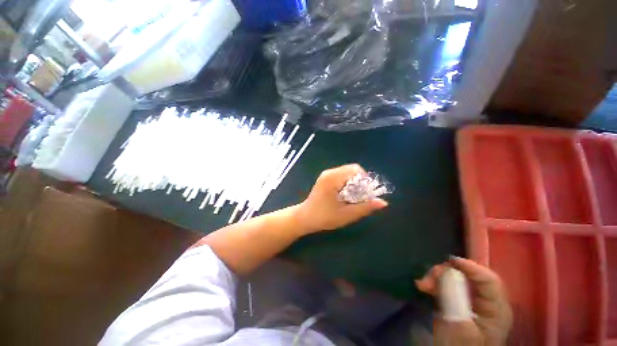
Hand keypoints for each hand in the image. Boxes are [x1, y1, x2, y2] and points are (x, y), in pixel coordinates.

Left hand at [294, 164, 387, 233]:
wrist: (305, 218)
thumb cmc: (324, 217)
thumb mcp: (346, 215)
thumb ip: (365, 208)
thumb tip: (384, 203)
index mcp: (333, 178)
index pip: (355, 170)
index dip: (365, 180)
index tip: (365, 194)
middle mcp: (329, 172)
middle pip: (352, 169)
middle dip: (360, 182)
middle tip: (359, 197)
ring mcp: (327, 174)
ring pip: (348, 172)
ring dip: (354, 183)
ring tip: (352, 197)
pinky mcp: (326, 178)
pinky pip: (342, 176)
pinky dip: (348, 183)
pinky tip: (345, 195)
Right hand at [416, 257, 511, 345]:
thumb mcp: (461, 330)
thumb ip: (456, 304)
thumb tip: (444, 277)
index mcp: (495, 309)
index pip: (489, 280)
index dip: (471, 267)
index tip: (450, 261)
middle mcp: (484, 301)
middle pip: (467, 275)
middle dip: (445, 273)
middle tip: (427, 281)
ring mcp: (469, 300)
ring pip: (453, 277)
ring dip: (436, 277)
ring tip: (422, 286)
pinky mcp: (456, 301)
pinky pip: (445, 284)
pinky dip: (433, 283)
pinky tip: (424, 287)